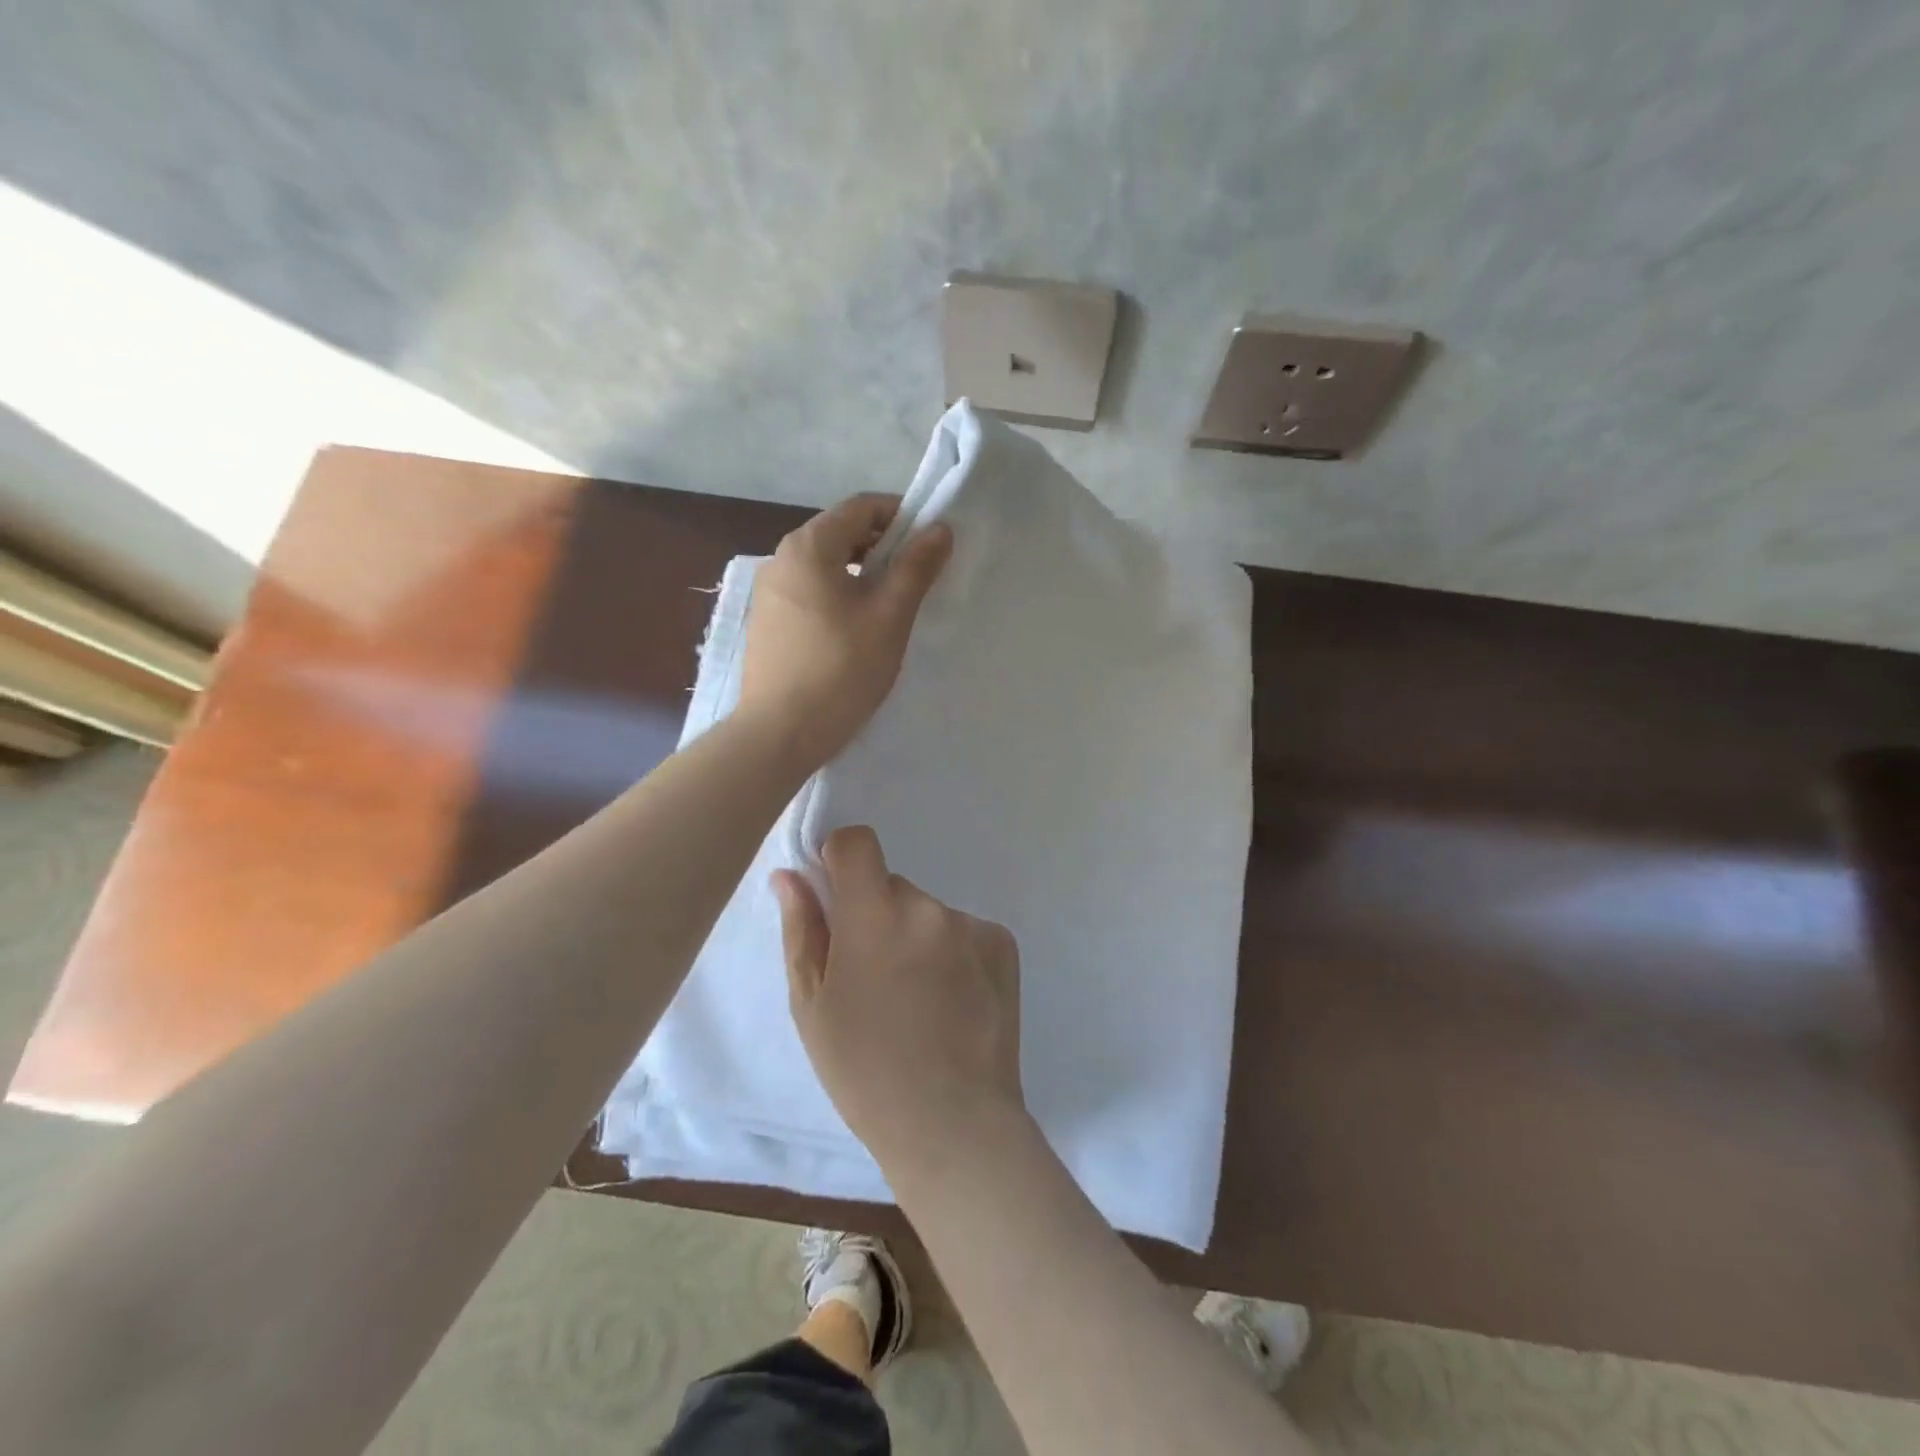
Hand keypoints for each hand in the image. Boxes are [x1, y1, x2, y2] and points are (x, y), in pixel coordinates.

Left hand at [740, 494, 951, 766]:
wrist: (780, 733)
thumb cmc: (841, 669)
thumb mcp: (889, 617)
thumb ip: (915, 567)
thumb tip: (939, 528)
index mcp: (809, 546)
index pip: (861, 507)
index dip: (901, 516)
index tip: (930, 544)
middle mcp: (781, 558)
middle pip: (840, 533)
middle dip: (882, 547)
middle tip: (917, 577)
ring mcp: (769, 593)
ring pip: (825, 566)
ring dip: (861, 574)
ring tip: (890, 606)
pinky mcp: (767, 624)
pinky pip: (810, 593)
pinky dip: (838, 596)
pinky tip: (856, 631)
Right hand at [773, 826, 1023, 1172]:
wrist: (954, 1125)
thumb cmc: (865, 1071)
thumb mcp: (812, 1005)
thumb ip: (802, 929)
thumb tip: (792, 875)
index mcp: (874, 915)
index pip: (857, 842)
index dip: (840, 859)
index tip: (835, 898)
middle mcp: (928, 907)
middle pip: (891, 886)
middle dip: (875, 915)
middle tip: (873, 978)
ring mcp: (971, 925)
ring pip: (926, 913)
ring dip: (914, 937)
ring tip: (915, 1002)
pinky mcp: (1003, 944)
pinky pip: (962, 931)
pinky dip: (951, 953)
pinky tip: (950, 1003)